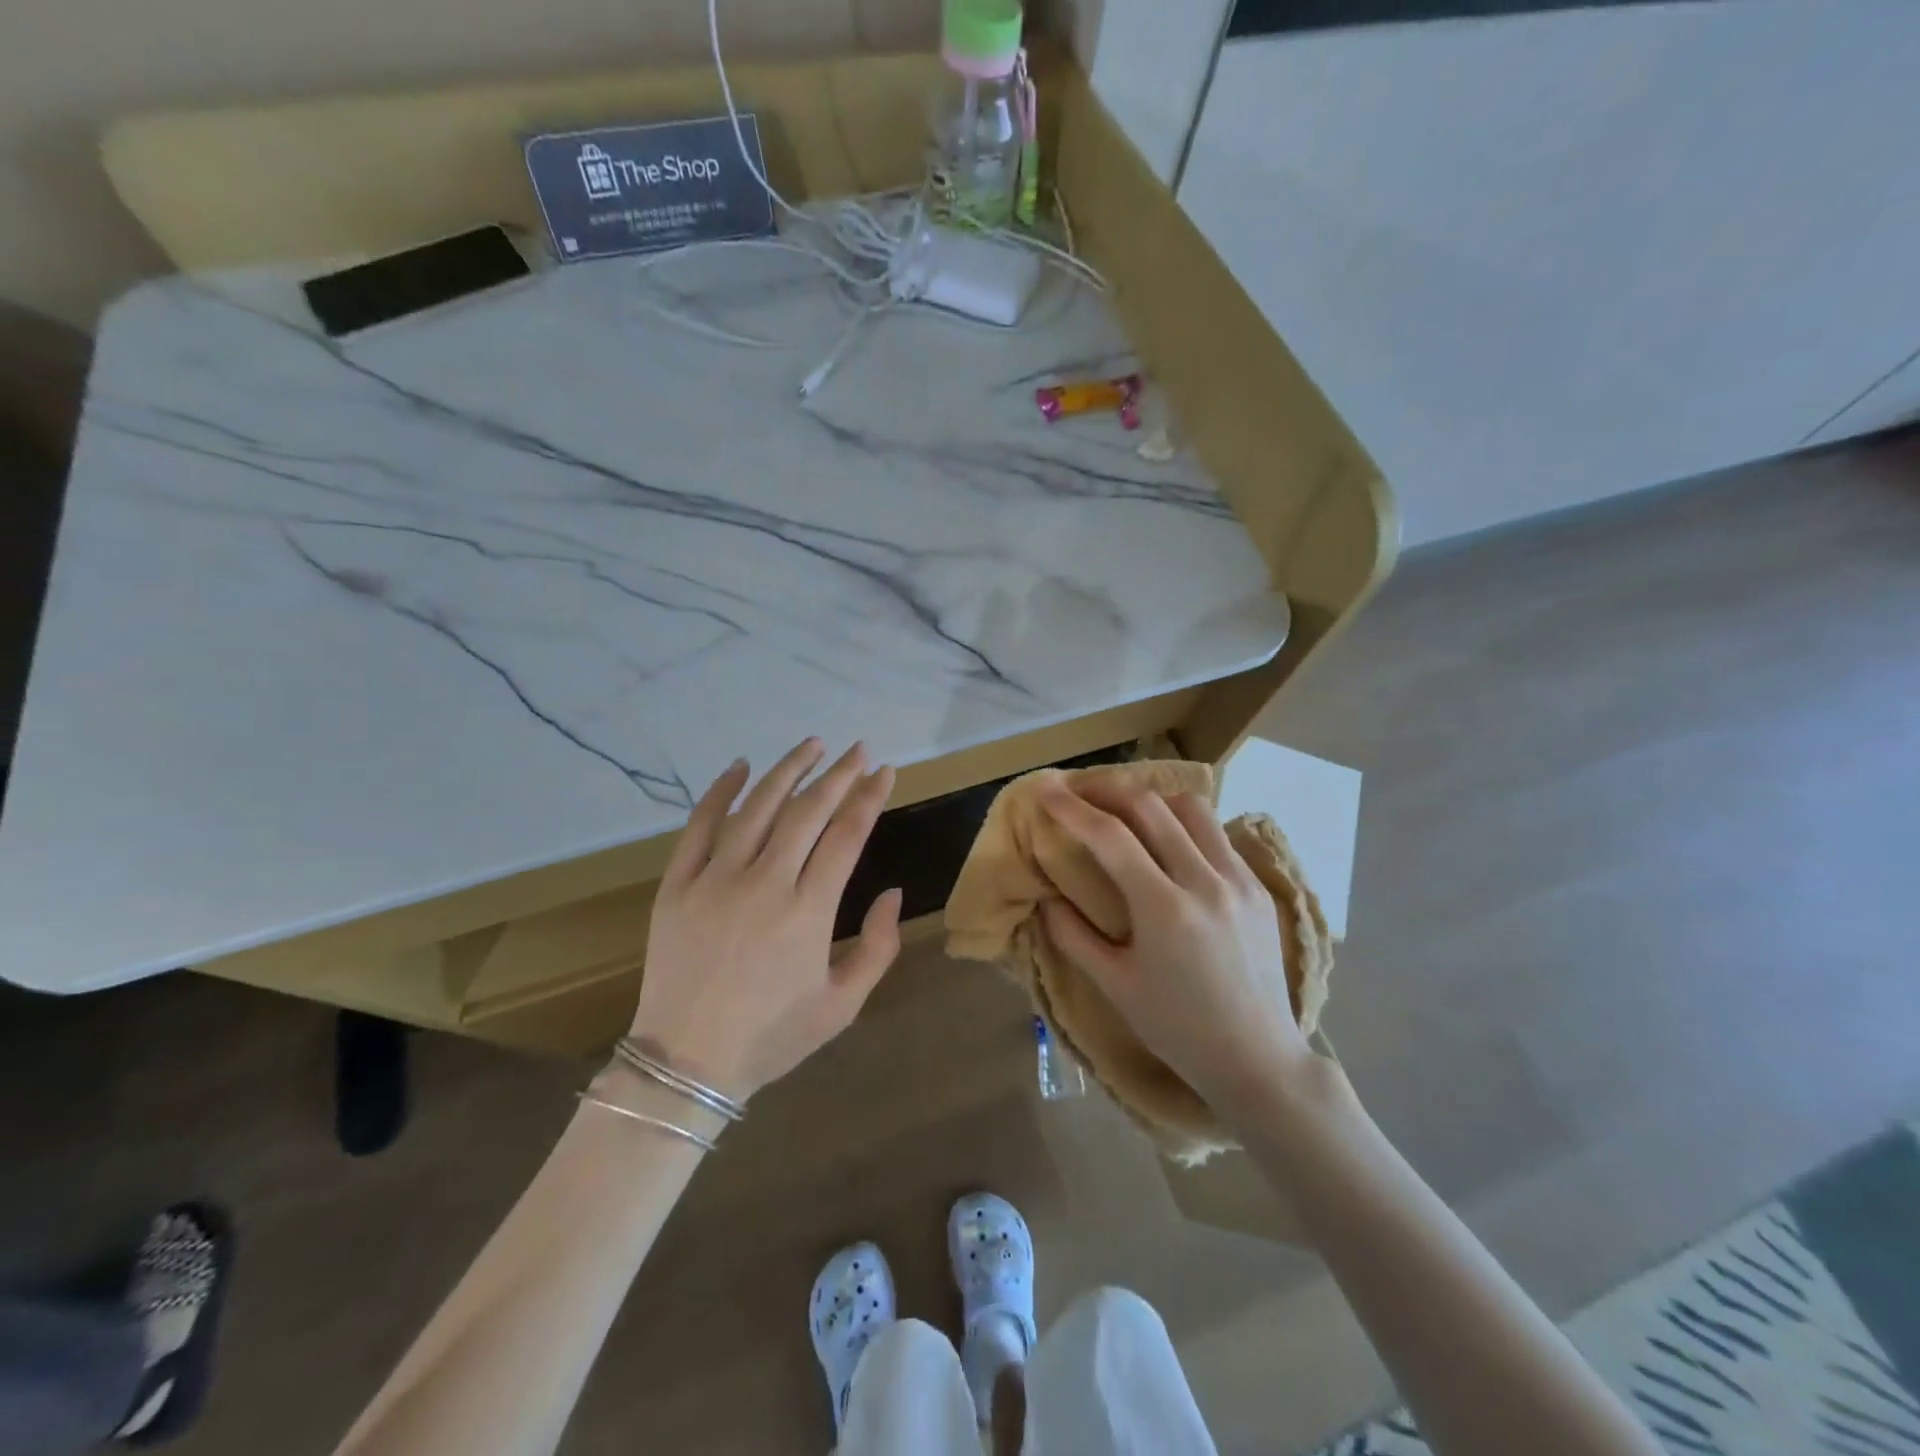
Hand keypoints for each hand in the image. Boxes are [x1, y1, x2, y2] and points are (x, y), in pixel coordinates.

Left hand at [629, 739, 902, 1101]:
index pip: (846, 835)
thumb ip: (878, 947)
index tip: (884, 771)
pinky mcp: (677, 885)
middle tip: (858, 750)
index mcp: (808, 911)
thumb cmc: (772, 1036)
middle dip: (839, 775)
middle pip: (808, 811)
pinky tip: (740, 767)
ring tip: (813, 745)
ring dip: (789, 770)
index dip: (869, 798)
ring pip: (758, 808)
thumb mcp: (842, 1005)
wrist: (685, 1064)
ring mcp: (715, 879)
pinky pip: (699, 826)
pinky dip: (720, 792)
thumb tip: (892, 892)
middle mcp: (764, 883)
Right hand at [1037, 781, 1310, 1113]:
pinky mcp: (1259, 888)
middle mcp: (1205, 881)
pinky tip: (1168, 840)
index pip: (1110, 836)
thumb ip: (1073, 936)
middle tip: (1077, 788)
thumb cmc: (1178, 1029)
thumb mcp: (1115, 987)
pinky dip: (1184, 823)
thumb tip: (1045, 899)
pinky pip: (1217, 834)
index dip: (1071, 808)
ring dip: (1150, 798)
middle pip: (1150, 806)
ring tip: (1123, 808)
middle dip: (1107, 788)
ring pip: (1191, 808)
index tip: (1044, 788)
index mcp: (1165, 909)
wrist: (1258, 1059)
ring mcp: (1239, 880)